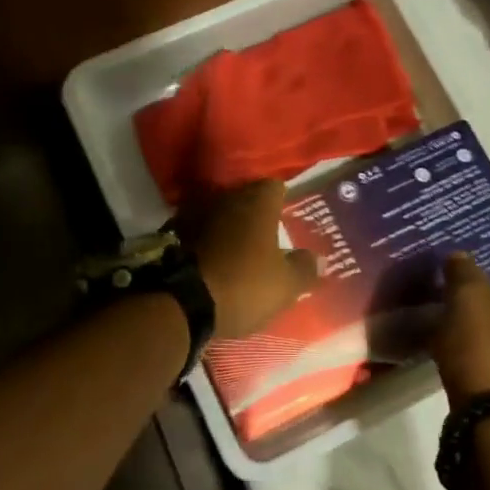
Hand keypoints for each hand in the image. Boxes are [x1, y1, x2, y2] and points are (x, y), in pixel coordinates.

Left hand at [184, 181, 319, 338]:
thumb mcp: (286, 285)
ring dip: (228, 227)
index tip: (287, 217)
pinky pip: (198, 232)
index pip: (275, 187)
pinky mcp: (172, 234)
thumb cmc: (244, 285)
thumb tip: (318, 258)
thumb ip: (305, 268)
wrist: (181, 302)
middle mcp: (225, 197)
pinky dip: (206, 242)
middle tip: (266, 236)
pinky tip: (213, 261)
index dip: (283, 200)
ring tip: (239, 250)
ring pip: (220, 214)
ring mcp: (194, 213)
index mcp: (257, 202)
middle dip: (255, 214)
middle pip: (245, 198)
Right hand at [432, 253, 489, 409]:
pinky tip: (466, 369)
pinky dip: (489, 365)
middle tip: (454, 314)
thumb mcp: (468, 298)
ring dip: (487, 339)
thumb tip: (459, 256)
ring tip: (454, 342)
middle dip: (486, 311)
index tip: (458, 291)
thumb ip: (463, 272)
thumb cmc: (489, 348)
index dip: (485, 280)